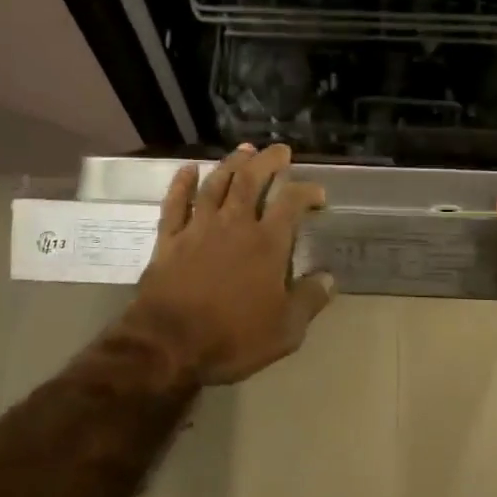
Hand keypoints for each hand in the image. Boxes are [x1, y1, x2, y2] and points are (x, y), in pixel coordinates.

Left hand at [125, 144, 334, 385]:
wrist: (168, 345)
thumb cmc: (232, 338)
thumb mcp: (285, 330)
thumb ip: (309, 300)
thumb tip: (328, 278)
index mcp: (266, 243)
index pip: (291, 203)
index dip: (307, 192)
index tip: (318, 194)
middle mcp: (234, 225)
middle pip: (251, 180)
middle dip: (267, 161)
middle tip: (279, 150)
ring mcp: (198, 228)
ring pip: (216, 184)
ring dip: (231, 164)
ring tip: (243, 151)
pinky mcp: (169, 239)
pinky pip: (175, 203)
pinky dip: (182, 184)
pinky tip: (188, 170)